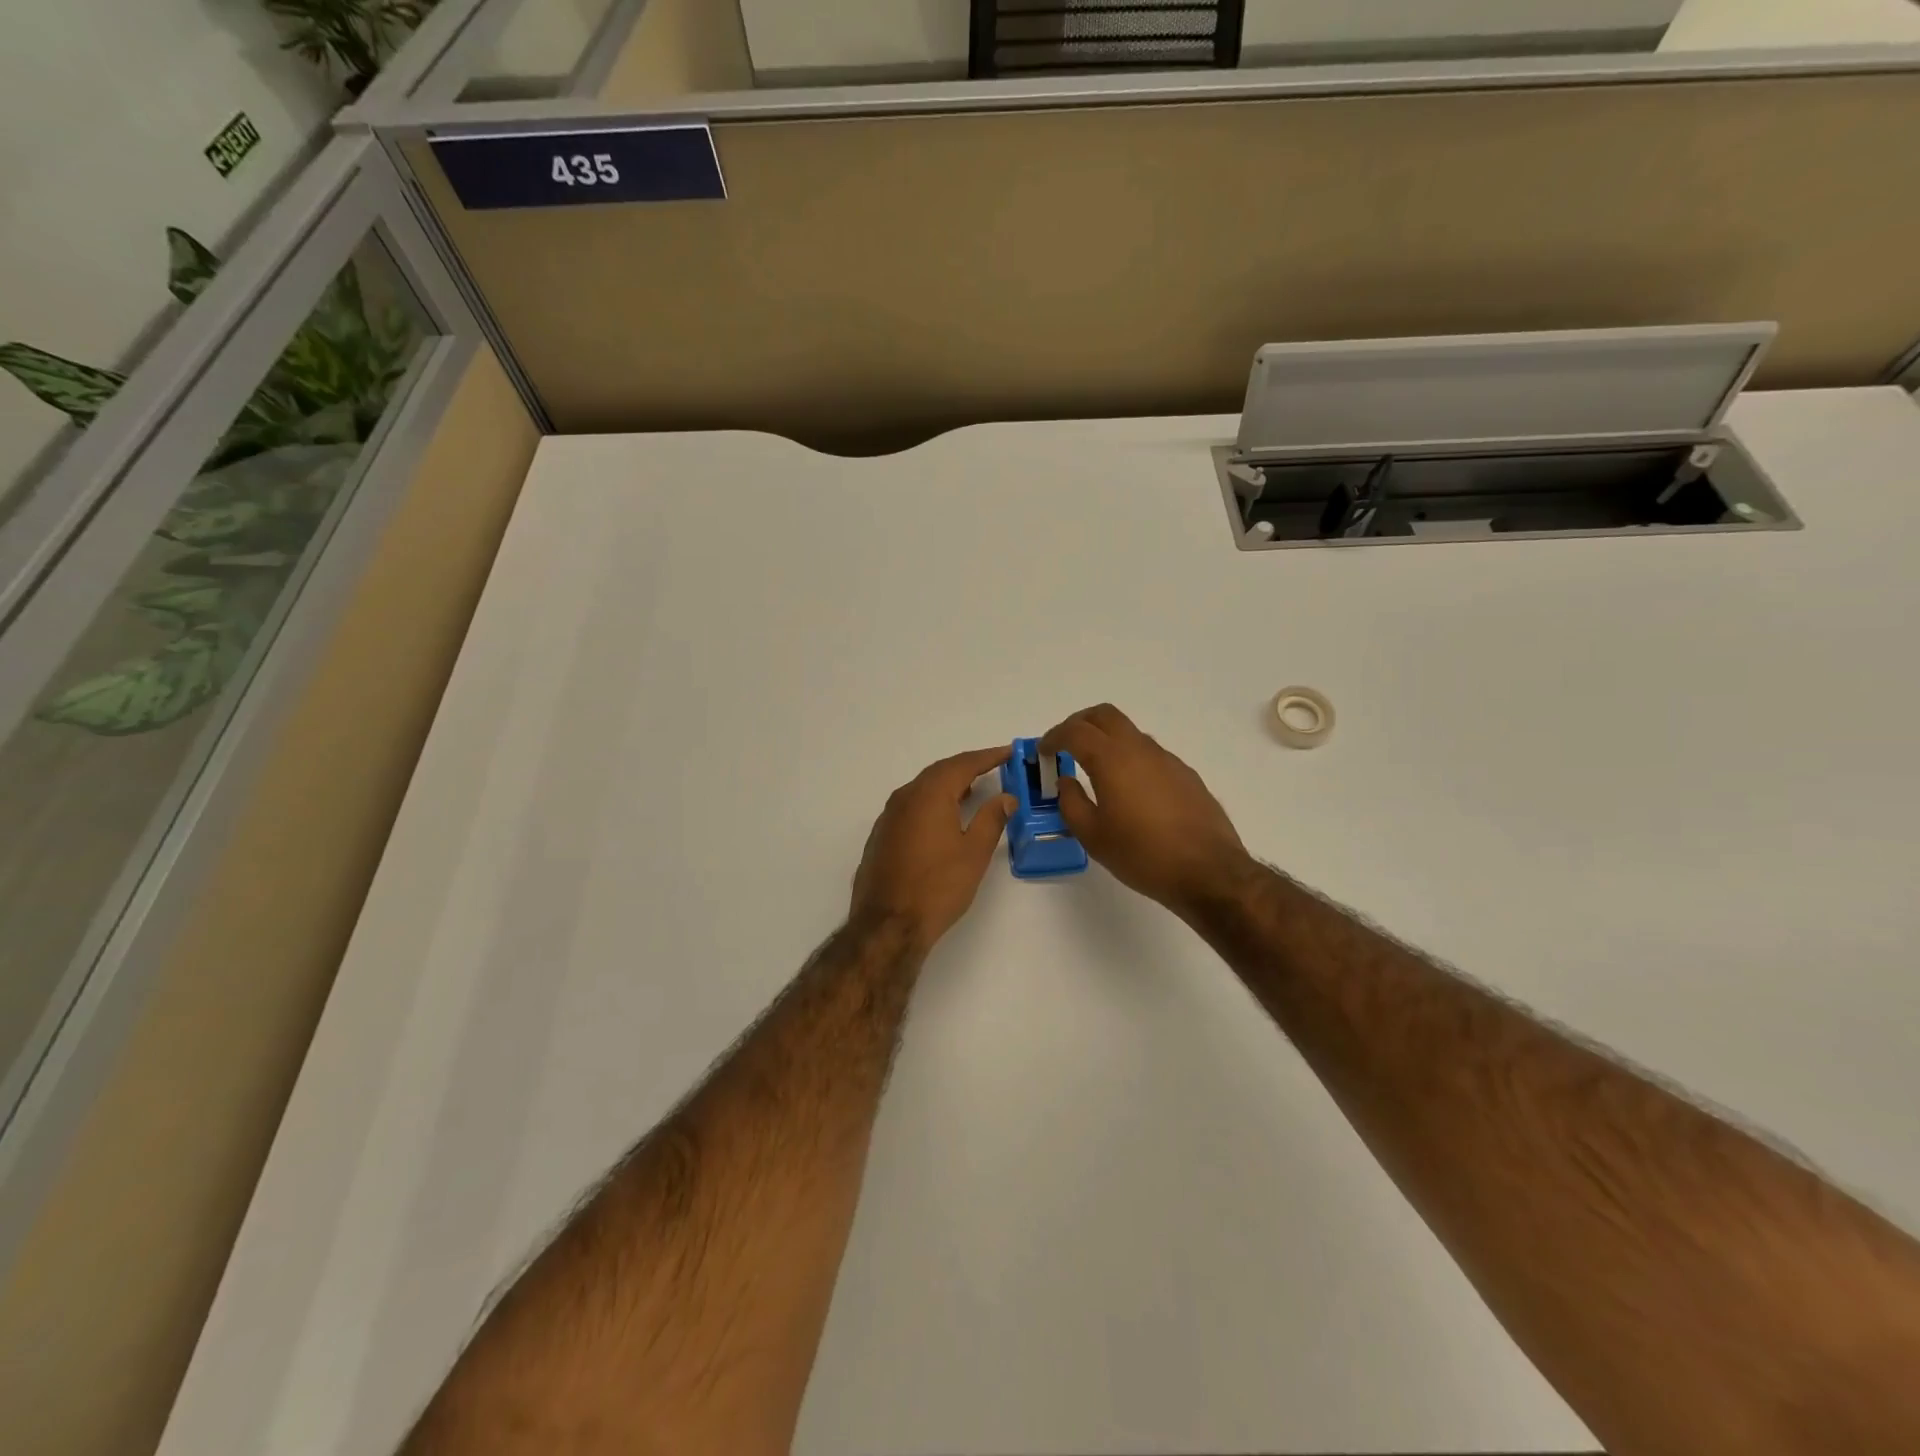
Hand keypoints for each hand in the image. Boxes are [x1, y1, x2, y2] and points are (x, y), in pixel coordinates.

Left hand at [851, 747, 1015, 952]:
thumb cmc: (938, 887)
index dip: (988, 757)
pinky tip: (943, 818)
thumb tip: (1006, 798)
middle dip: (967, 767)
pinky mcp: (881, 836)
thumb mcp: (974, 853)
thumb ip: (991, 819)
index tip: (1007, 752)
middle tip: (992, 767)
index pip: (963, 764)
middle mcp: (905, 797)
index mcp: (929, 794)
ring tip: (972, 790)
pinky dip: (931, 803)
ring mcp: (888, 817)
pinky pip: (910, 806)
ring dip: (948, 785)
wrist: (888, 924)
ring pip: (922, 789)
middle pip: (940, 772)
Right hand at [1041, 704, 1253, 917]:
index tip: (1043, 752)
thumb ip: (1071, 803)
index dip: (1054, 736)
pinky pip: (1150, 754)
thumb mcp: (1093, 836)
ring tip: (1095, 770)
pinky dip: (1130, 758)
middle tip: (1065, 745)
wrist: (1208, 871)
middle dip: (1080, 723)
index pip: (1075, 731)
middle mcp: (1140, 749)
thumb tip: (1066, 782)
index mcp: (1112, 760)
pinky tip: (1129, 791)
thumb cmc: (1142, 855)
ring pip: (1130, 733)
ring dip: (1107, 741)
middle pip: (1105, 715)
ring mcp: (1167, 760)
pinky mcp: (1185, 775)